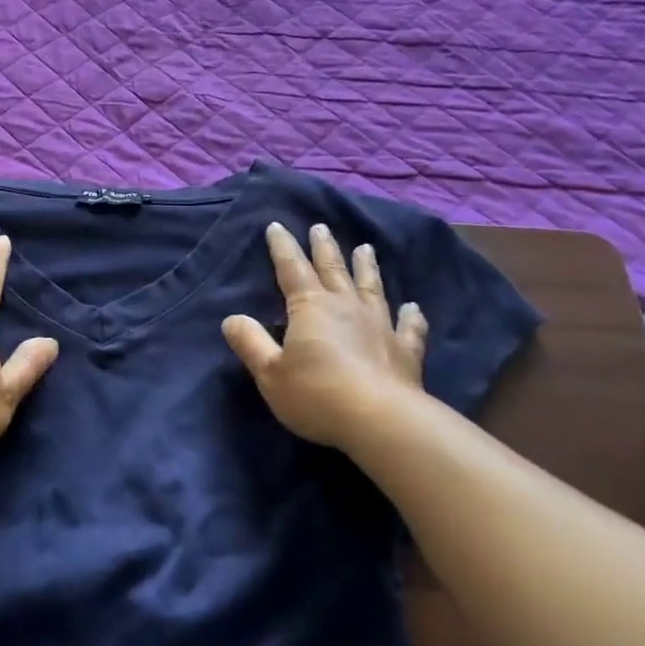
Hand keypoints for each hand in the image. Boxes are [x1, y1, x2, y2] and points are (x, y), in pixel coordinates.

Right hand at [222, 223, 430, 449]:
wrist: (380, 419)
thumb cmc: (317, 394)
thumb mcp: (270, 373)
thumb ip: (251, 343)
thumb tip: (231, 319)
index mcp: (310, 307)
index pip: (291, 269)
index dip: (282, 247)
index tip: (276, 226)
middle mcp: (346, 306)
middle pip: (332, 269)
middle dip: (323, 247)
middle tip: (320, 226)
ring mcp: (379, 325)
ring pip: (371, 287)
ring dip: (366, 267)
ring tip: (365, 248)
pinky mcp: (404, 350)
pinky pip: (409, 328)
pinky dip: (411, 316)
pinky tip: (413, 308)